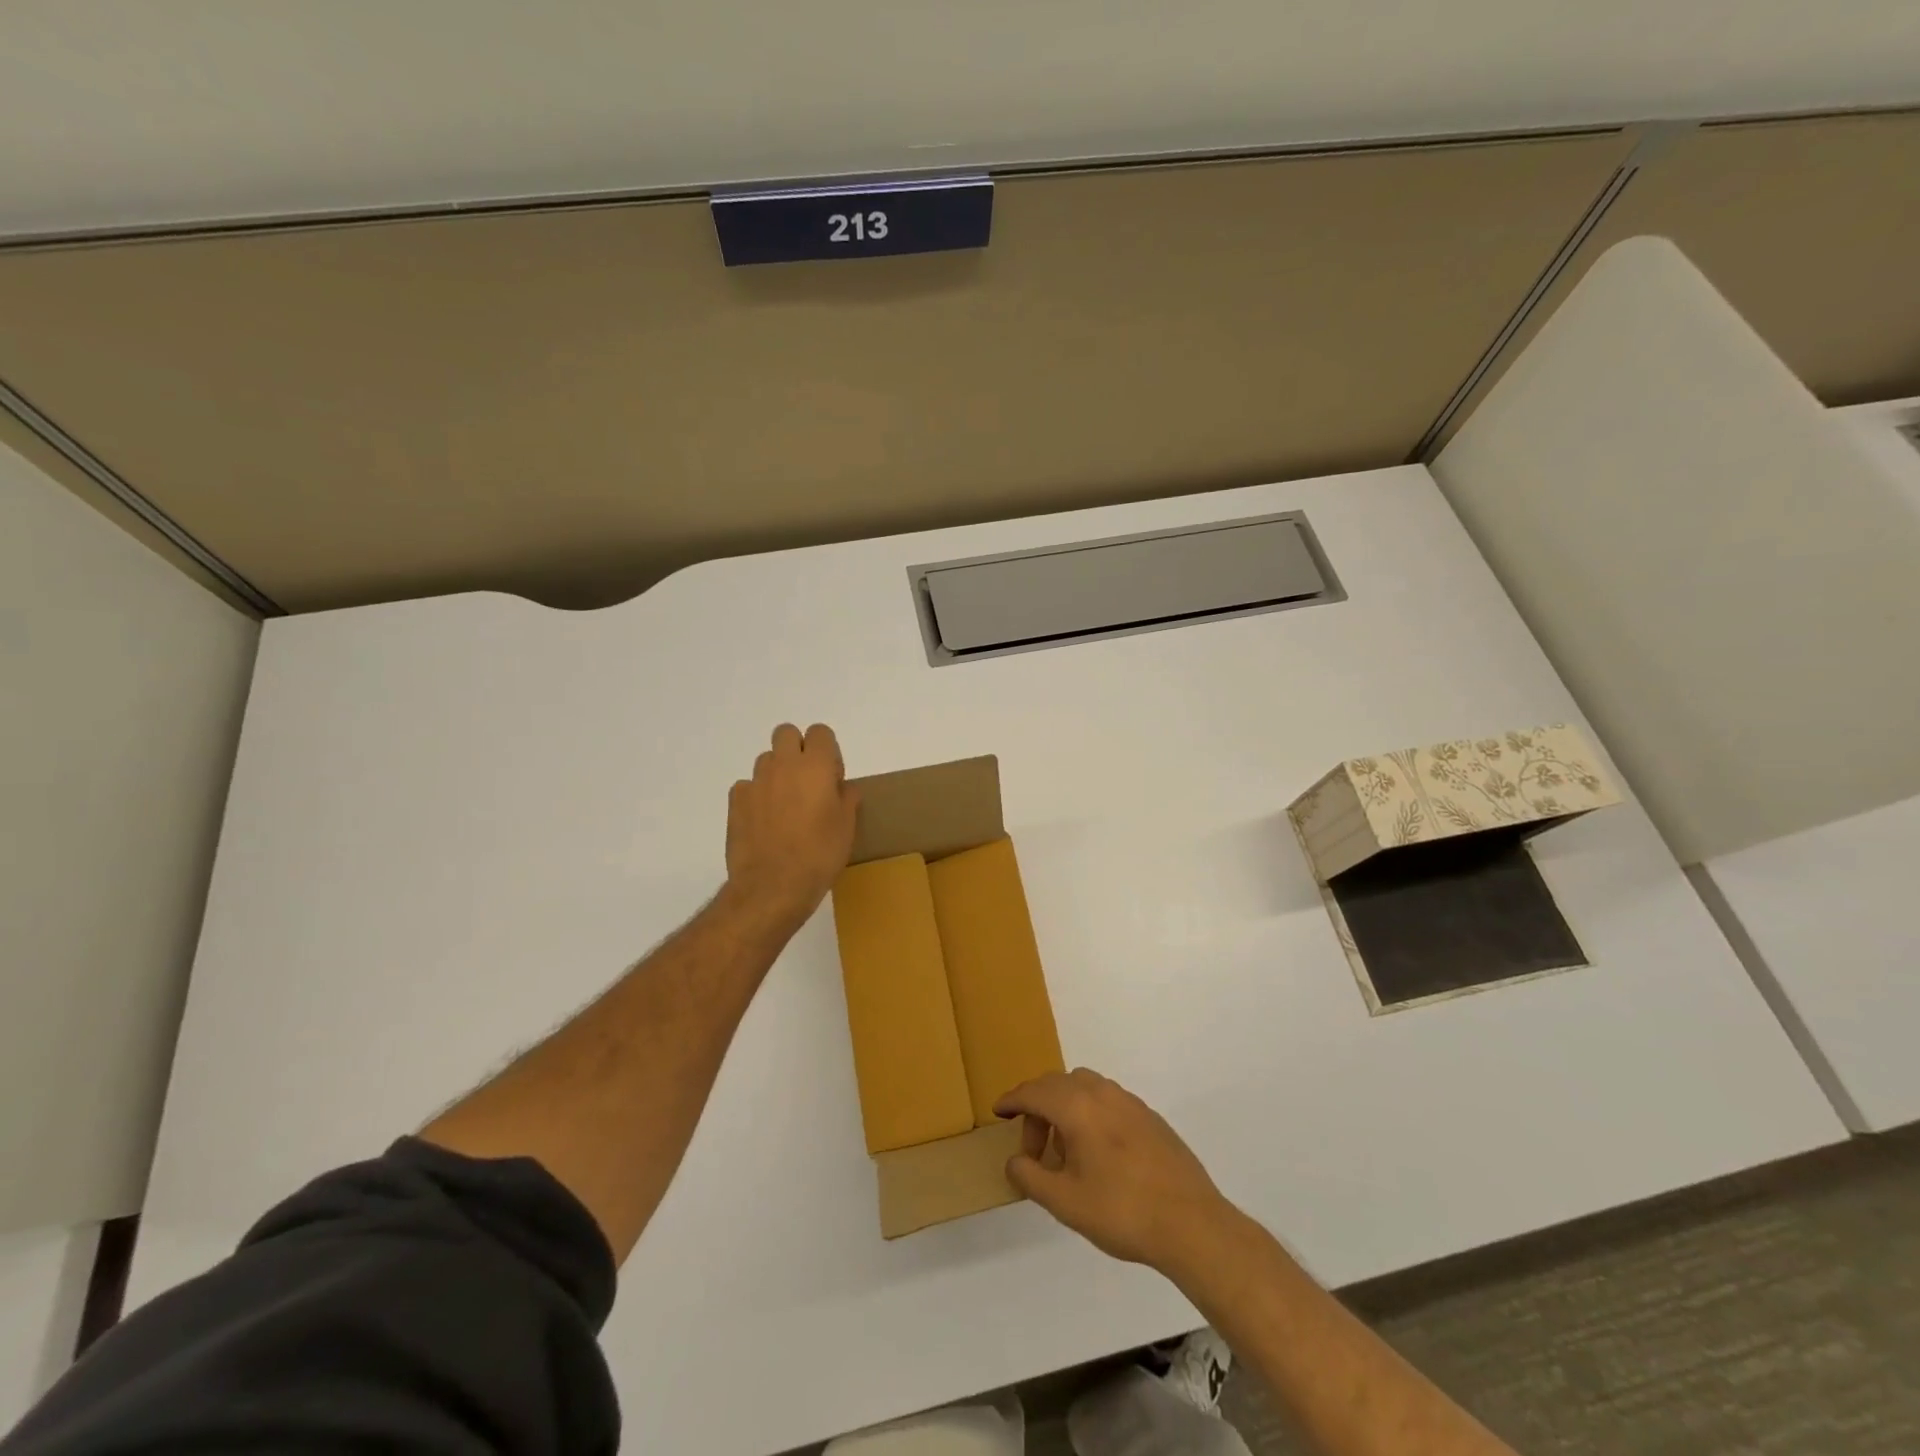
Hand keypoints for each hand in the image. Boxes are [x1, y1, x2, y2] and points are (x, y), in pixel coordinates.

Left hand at [725, 723, 859, 927]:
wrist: (772, 886)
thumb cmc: (819, 854)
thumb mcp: (847, 827)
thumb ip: (847, 797)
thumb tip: (841, 787)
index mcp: (815, 766)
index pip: (820, 732)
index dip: (828, 751)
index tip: (832, 779)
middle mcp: (783, 765)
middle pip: (786, 733)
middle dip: (797, 749)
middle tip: (807, 782)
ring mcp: (755, 782)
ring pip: (766, 759)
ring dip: (777, 773)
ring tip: (785, 806)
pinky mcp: (736, 801)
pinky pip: (748, 786)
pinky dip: (757, 796)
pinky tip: (764, 822)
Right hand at [995, 1068, 1237, 1276]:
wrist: (1191, 1223)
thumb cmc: (1122, 1211)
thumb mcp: (1065, 1202)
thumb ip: (1031, 1177)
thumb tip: (1014, 1160)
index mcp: (1077, 1107)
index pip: (1034, 1092)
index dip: (1012, 1100)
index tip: (998, 1111)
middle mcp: (1102, 1093)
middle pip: (1057, 1084)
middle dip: (1037, 1108)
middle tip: (1032, 1148)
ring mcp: (1129, 1101)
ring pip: (1084, 1087)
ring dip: (1064, 1107)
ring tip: (1063, 1150)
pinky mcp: (1149, 1116)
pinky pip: (1106, 1100)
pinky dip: (1089, 1112)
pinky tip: (1096, 1152)